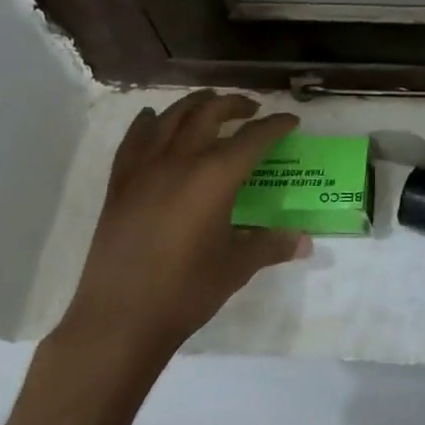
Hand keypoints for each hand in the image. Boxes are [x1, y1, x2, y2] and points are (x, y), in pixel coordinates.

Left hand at [55, 91, 309, 363]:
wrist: (119, 319)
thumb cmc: (185, 292)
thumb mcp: (236, 267)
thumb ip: (271, 245)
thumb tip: (305, 241)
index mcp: (214, 177)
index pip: (253, 138)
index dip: (275, 126)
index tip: (290, 120)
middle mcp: (180, 160)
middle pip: (209, 113)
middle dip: (234, 104)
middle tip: (251, 110)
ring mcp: (144, 168)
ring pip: (171, 117)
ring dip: (195, 104)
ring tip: (210, 106)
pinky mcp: (120, 183)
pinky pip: (135, 139)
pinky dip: (149, 123)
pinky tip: (154, 119)